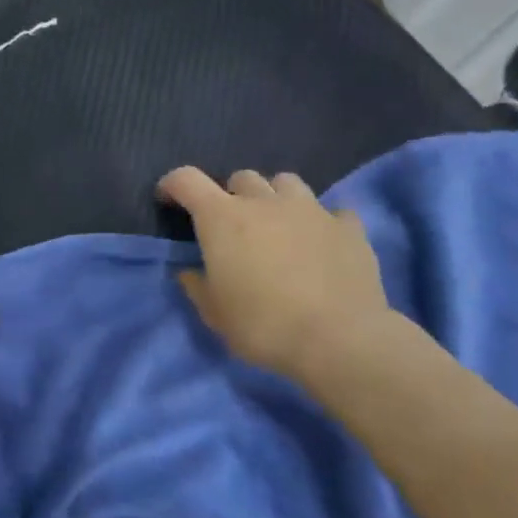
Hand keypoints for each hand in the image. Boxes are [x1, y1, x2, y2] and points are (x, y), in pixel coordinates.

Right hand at [158, 167, 389, 383]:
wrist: (340, 340)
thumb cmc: (263, 325)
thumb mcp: (214, 314)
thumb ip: (197, 285)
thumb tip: (191, 272)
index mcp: (222, 218)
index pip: (186, 180)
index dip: (173, 185)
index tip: (168, 200)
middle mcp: (264, 202)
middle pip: (241, 177)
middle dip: (231, 195)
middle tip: (232, 225)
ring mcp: (311, 210)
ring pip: (286, 182)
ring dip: (275, 197)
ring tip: (278, 225)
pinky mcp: (348, 227)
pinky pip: (331, 211)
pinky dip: (321, 222)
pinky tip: (321, 243)